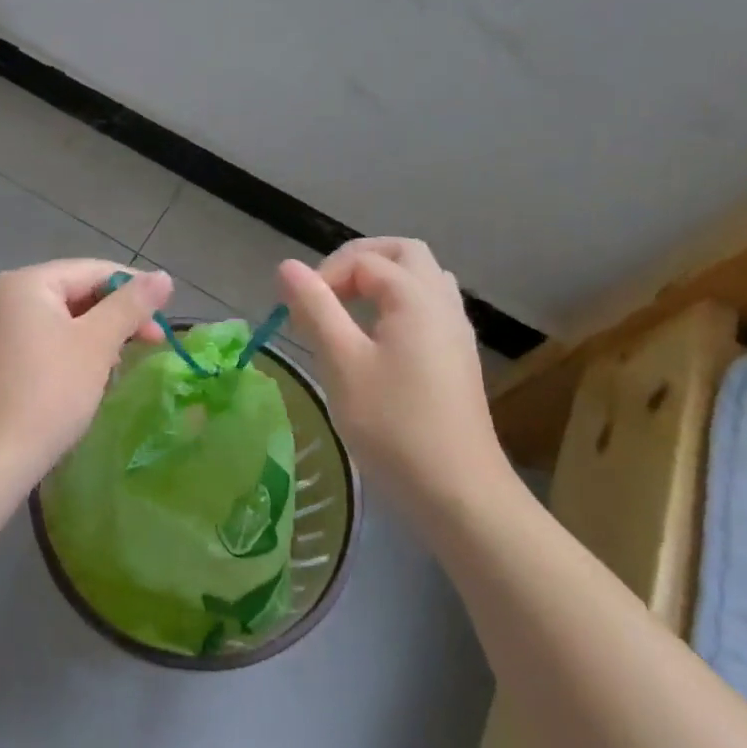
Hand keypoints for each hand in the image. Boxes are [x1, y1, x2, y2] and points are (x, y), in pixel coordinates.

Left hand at [0, 259, 173, 499]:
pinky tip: (90, 376)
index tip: (166, 315)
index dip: (134, 288)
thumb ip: (131, 304)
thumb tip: (163, 276)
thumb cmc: (48, 393)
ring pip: (61, 320)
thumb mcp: (97, 343)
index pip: (92, 270)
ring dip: (97, 336)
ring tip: (123, 362)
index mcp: (24, 282)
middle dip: (116, 316)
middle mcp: (3, 297)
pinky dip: (72, 351)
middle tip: (154, 342)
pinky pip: (43, 341)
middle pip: (75, 292)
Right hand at [277, 238, 506, 500]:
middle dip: (360, 261)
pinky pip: (430, 307)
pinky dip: (399, 305)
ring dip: (383, 281)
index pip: (364, 261)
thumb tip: (287, 266)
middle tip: (327, 291)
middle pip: (404, 254)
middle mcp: (442, 303)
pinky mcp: (458, 358)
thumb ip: (315, 308)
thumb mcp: (342, 363)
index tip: (299, 313)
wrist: (459, 493)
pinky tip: (378, 340)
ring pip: (422, 279)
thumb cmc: (394, 426)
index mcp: (415, 297)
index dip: (325, 276)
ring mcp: (456, 331)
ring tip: (349, 310)